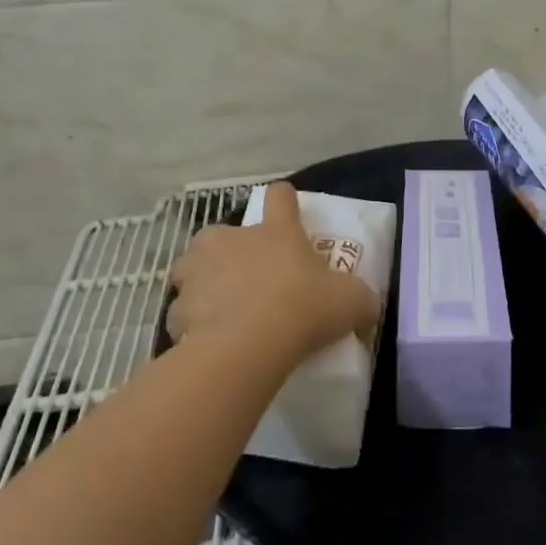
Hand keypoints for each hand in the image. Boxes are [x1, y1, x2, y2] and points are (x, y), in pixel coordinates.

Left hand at [166, 182, 378, 363]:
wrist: (246, 347)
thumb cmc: (302, 309)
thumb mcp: (350, 302)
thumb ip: (360, 298)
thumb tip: (368, 304)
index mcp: (276, 230)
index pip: (280, 197)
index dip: (284, 201)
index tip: (286, 210)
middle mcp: (232, 239)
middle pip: (225, 232)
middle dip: (231, 251)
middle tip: (249, 279)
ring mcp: (199, 269)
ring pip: (194, 267)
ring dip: (204, 281)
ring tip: (219, 308)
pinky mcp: (177, 305)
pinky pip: (182, 310)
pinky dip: (191, 321)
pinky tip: (204, 340)